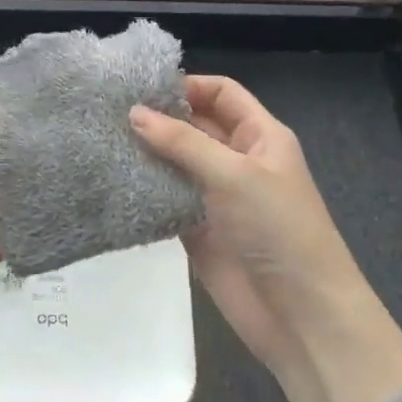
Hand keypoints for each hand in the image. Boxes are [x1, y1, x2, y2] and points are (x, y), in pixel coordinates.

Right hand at [131, 77, 401, 401]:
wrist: (300, 315)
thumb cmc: (278, 230)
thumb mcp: (235, 175)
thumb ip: (183, 142)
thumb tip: (133, 112)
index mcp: (260, 136)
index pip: (221, 94)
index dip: (186, 85)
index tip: (140, 87)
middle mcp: (237, 159)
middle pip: (194, 125)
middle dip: (158, 118)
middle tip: (108, 111)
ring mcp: (215, 195)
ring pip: (175, 162)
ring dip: (146, 153)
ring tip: (101, 140)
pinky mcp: (196, 228)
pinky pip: (166, 198)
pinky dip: (144, 189)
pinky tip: (112, 179)